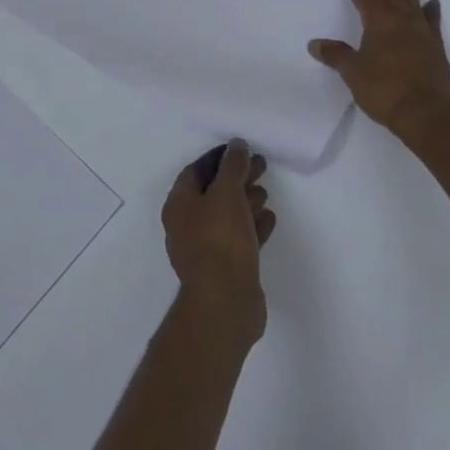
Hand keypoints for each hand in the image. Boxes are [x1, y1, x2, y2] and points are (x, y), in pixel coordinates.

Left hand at [161, 140, 274, 352]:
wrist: (226, 304)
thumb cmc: (220, 240)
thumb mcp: (227, 193)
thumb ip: (232, 166)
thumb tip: (236, 145)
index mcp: (179, 205)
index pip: (196, 170)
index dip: (218, 157)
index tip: (241, 149)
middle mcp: (187, 225)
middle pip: (213, 192)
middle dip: (236, 177)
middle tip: (261, 165)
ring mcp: (206, 249)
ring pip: (227, 216)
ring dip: (246, 200)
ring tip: (265, 191)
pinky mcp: (225, 269)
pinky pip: (239, 239)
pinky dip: (252, 226)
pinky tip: (270, 219)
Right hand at [309, 0, 449, 156]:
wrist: (429, 115)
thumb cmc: (386, 91)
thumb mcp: (353, 73)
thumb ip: (336, 56)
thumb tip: (316, 44)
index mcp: (378, 21)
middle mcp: (400, 19)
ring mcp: (421, 32)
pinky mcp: (435, 47)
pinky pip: (432, 21)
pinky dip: (430, 11)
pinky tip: (432, 4)